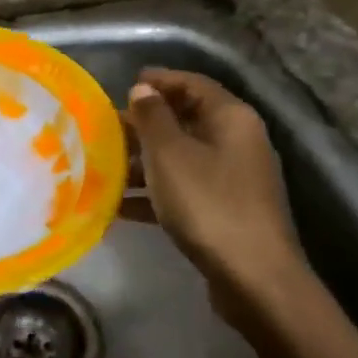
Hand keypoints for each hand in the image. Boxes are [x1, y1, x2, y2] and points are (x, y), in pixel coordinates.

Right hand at [126, 68, 310, 327]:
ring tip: (104, 167)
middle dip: (144, 124)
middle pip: (186, 120)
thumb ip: (152, 117)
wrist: (254, 278)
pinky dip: (154, 193)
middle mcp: (237, 142)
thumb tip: (143, 89)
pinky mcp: (225, 211)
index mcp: (231, 119)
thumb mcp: (170, 154)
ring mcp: (233, 179)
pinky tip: (119, 206)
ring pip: (181, 157)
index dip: (159, 80)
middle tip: (106, 129)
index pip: (193, 83)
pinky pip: (183, 190)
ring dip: (143, 161)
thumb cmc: (208, 203)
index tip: (124, 84)